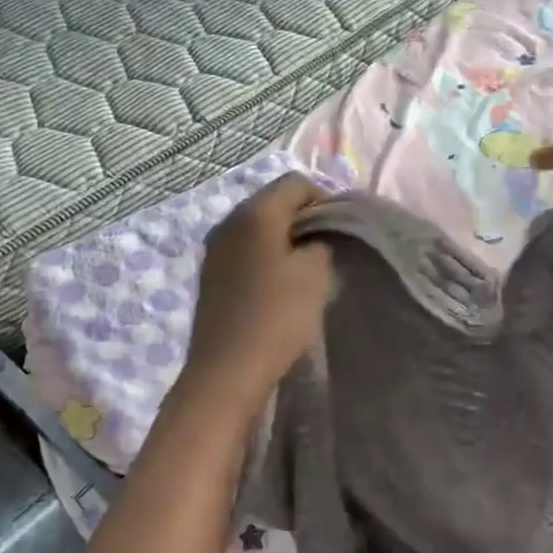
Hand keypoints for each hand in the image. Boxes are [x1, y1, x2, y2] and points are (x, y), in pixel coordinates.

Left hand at [182, 174, 334, 409]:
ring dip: (285, 240)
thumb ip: (323, 241)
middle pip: (274, 202)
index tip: (341, 231)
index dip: (325, 199)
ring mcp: (215, 249)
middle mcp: (229, 221)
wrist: (228, 370)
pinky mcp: (211, 275)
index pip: (296, 182)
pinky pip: (245, 251)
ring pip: (259, 228)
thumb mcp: (316, 273)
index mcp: (255, 212)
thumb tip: (316, 235)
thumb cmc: (278, 316)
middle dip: (304, 219)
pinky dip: (266, 258)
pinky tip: (279, 285)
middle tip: (328, 249)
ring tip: (306, 269)